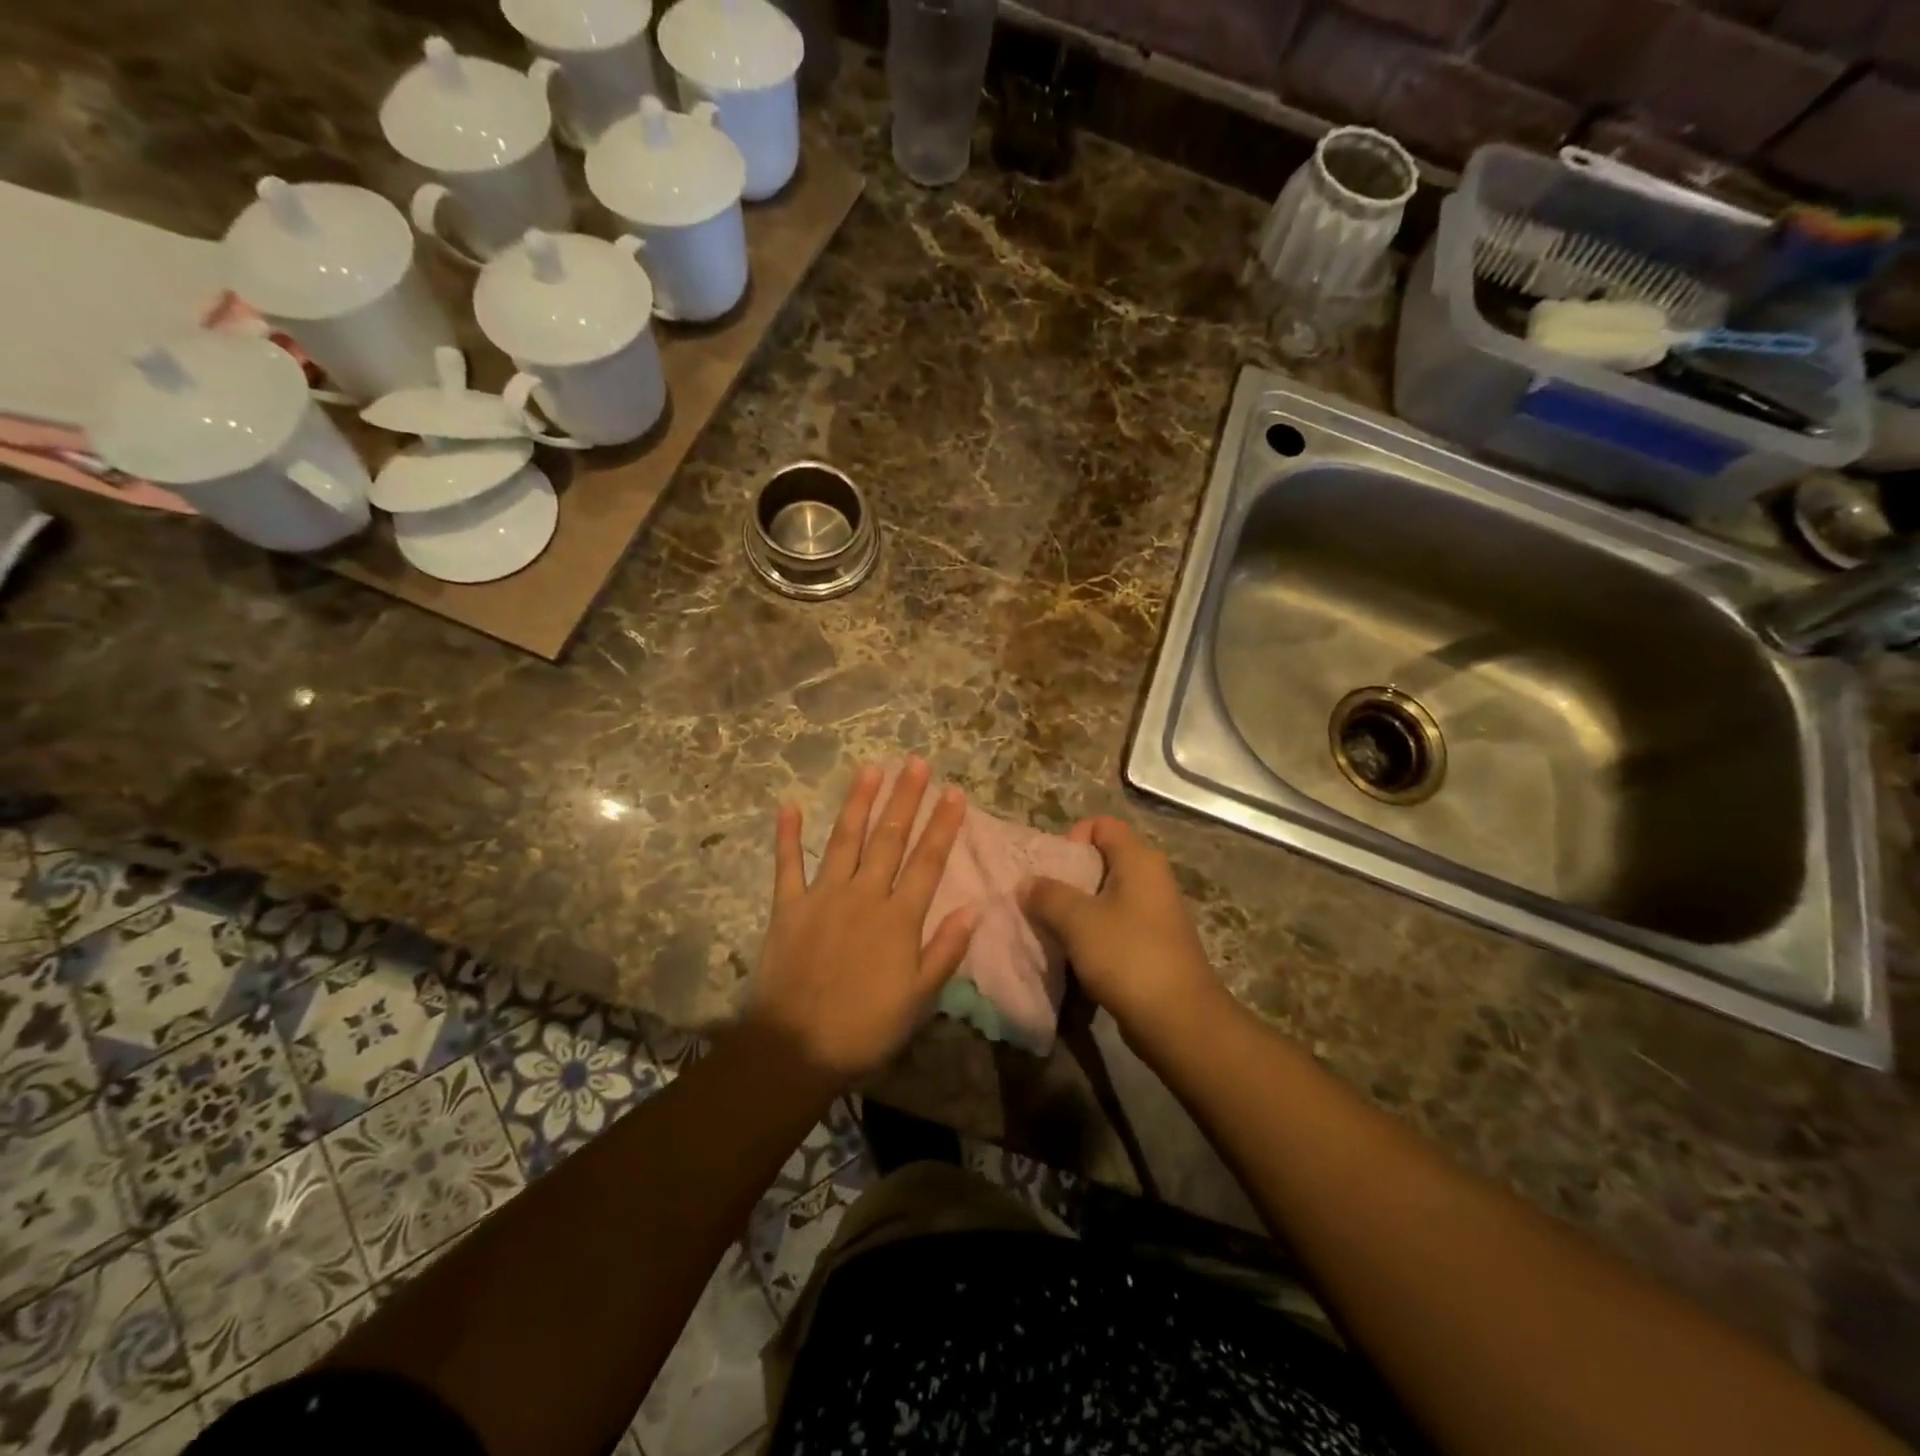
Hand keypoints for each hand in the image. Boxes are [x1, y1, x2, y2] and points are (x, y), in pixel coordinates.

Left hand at [747, 759, 975, 1084]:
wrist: (796, 1048)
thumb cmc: (865, 1028)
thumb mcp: (919, 999)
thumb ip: (945, 950)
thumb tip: (974, 908)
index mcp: (898, 918)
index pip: (928, 861)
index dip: (943, 825)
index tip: (954, 793)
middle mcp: (864, 895)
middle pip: (890, 838)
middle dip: (905, 798)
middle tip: (916, 763)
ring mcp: (822, 896)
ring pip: (845, 839)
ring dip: (859, 802)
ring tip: (872, 769)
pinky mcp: (787, 907)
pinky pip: (787, 864)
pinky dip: (787, 835)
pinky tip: (788, 806)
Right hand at [1022, 816, 1229, 1052]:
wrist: (1178, 1020)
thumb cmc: (1127, 956)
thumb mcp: (1077, 920)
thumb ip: (1047, 895)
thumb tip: (1027, 883)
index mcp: (1139, 860)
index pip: (1102, 825)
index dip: (1072, 838)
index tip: (1051, 869)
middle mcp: (1151, 878)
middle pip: (1102, 861)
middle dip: (1068, 878)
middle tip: (1042, 901)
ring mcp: (1156, 913)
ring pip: (1107, 897)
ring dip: (1078, 911)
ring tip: (1053, 930)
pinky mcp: (1154, 945)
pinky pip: (1116, 926)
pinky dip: (1094, 935)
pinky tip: (1075, 956)